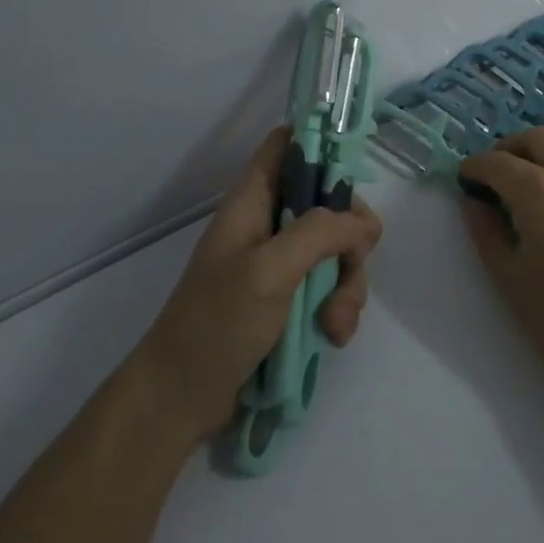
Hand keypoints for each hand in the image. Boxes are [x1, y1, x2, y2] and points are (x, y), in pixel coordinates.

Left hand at [131, 127, 381, 445]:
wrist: (180, 399)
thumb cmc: (216, 323)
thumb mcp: (268, 270)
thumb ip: (318, 233)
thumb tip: (363, 224)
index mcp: (253, 200)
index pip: (287, 144)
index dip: (321, 143)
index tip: (354, 170)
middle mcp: (269, 223)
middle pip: (328, 201)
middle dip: (351, 235)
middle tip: (354, 264)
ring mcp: (280, 263)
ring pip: (337, 250)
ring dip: (348, 283)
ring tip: (336, 323)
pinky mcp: (289, 299)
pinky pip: (330, 287)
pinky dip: (339, 308)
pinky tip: (333, 335)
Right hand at [459, 124, 543, 414]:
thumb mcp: (508, 277)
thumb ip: (484, 229)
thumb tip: (472, 199)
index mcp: (541, 193)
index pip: (497, 163)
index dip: (474, 168)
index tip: (466, 178)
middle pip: (534, 137)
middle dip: (508, 150)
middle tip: (496, 176)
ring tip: (535, 172)